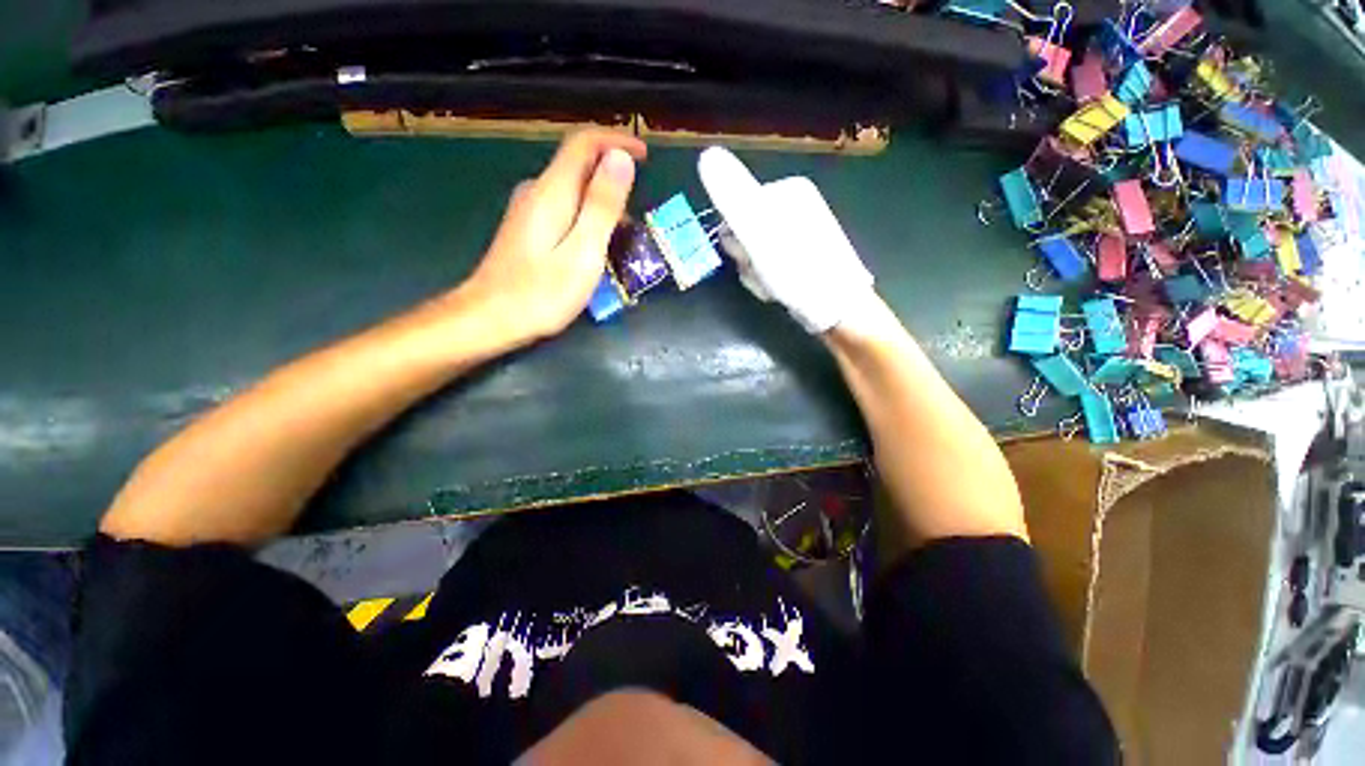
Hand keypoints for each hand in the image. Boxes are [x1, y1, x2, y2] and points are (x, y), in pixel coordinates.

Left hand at [459, 130, 646, 346]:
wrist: (490, 319)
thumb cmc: (542, 293)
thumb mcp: (583, 251)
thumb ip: (602, 205)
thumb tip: (621, 158)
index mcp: (553, 192)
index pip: (584, 144)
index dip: (616, 142)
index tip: (645, 156)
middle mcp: (537, 192)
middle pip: (579, 165)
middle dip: (613, 177)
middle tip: (640, 212)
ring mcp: (529, 211)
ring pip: (573, 190)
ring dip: (602, 202)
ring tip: (624, 236)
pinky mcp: (527, 230)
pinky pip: (564, 209)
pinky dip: (587, 217)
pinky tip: (597, 246)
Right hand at [698, 147, 872, 333]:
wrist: (834, 306)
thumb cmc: (795, 268)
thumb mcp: (759, 230)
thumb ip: (732, 195)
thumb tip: (706, 154)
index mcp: (787, 192)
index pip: (736, 210)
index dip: (735, 239)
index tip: (747, 256)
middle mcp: (795, 209)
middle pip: (746, 234)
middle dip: (747, 259)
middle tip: (762, 272)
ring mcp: (799, 235)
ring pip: (755, 255)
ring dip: (755, 274)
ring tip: (772, 285)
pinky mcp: (801, 258)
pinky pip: (769, 266)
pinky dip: (768, 280)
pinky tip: (779, 290)